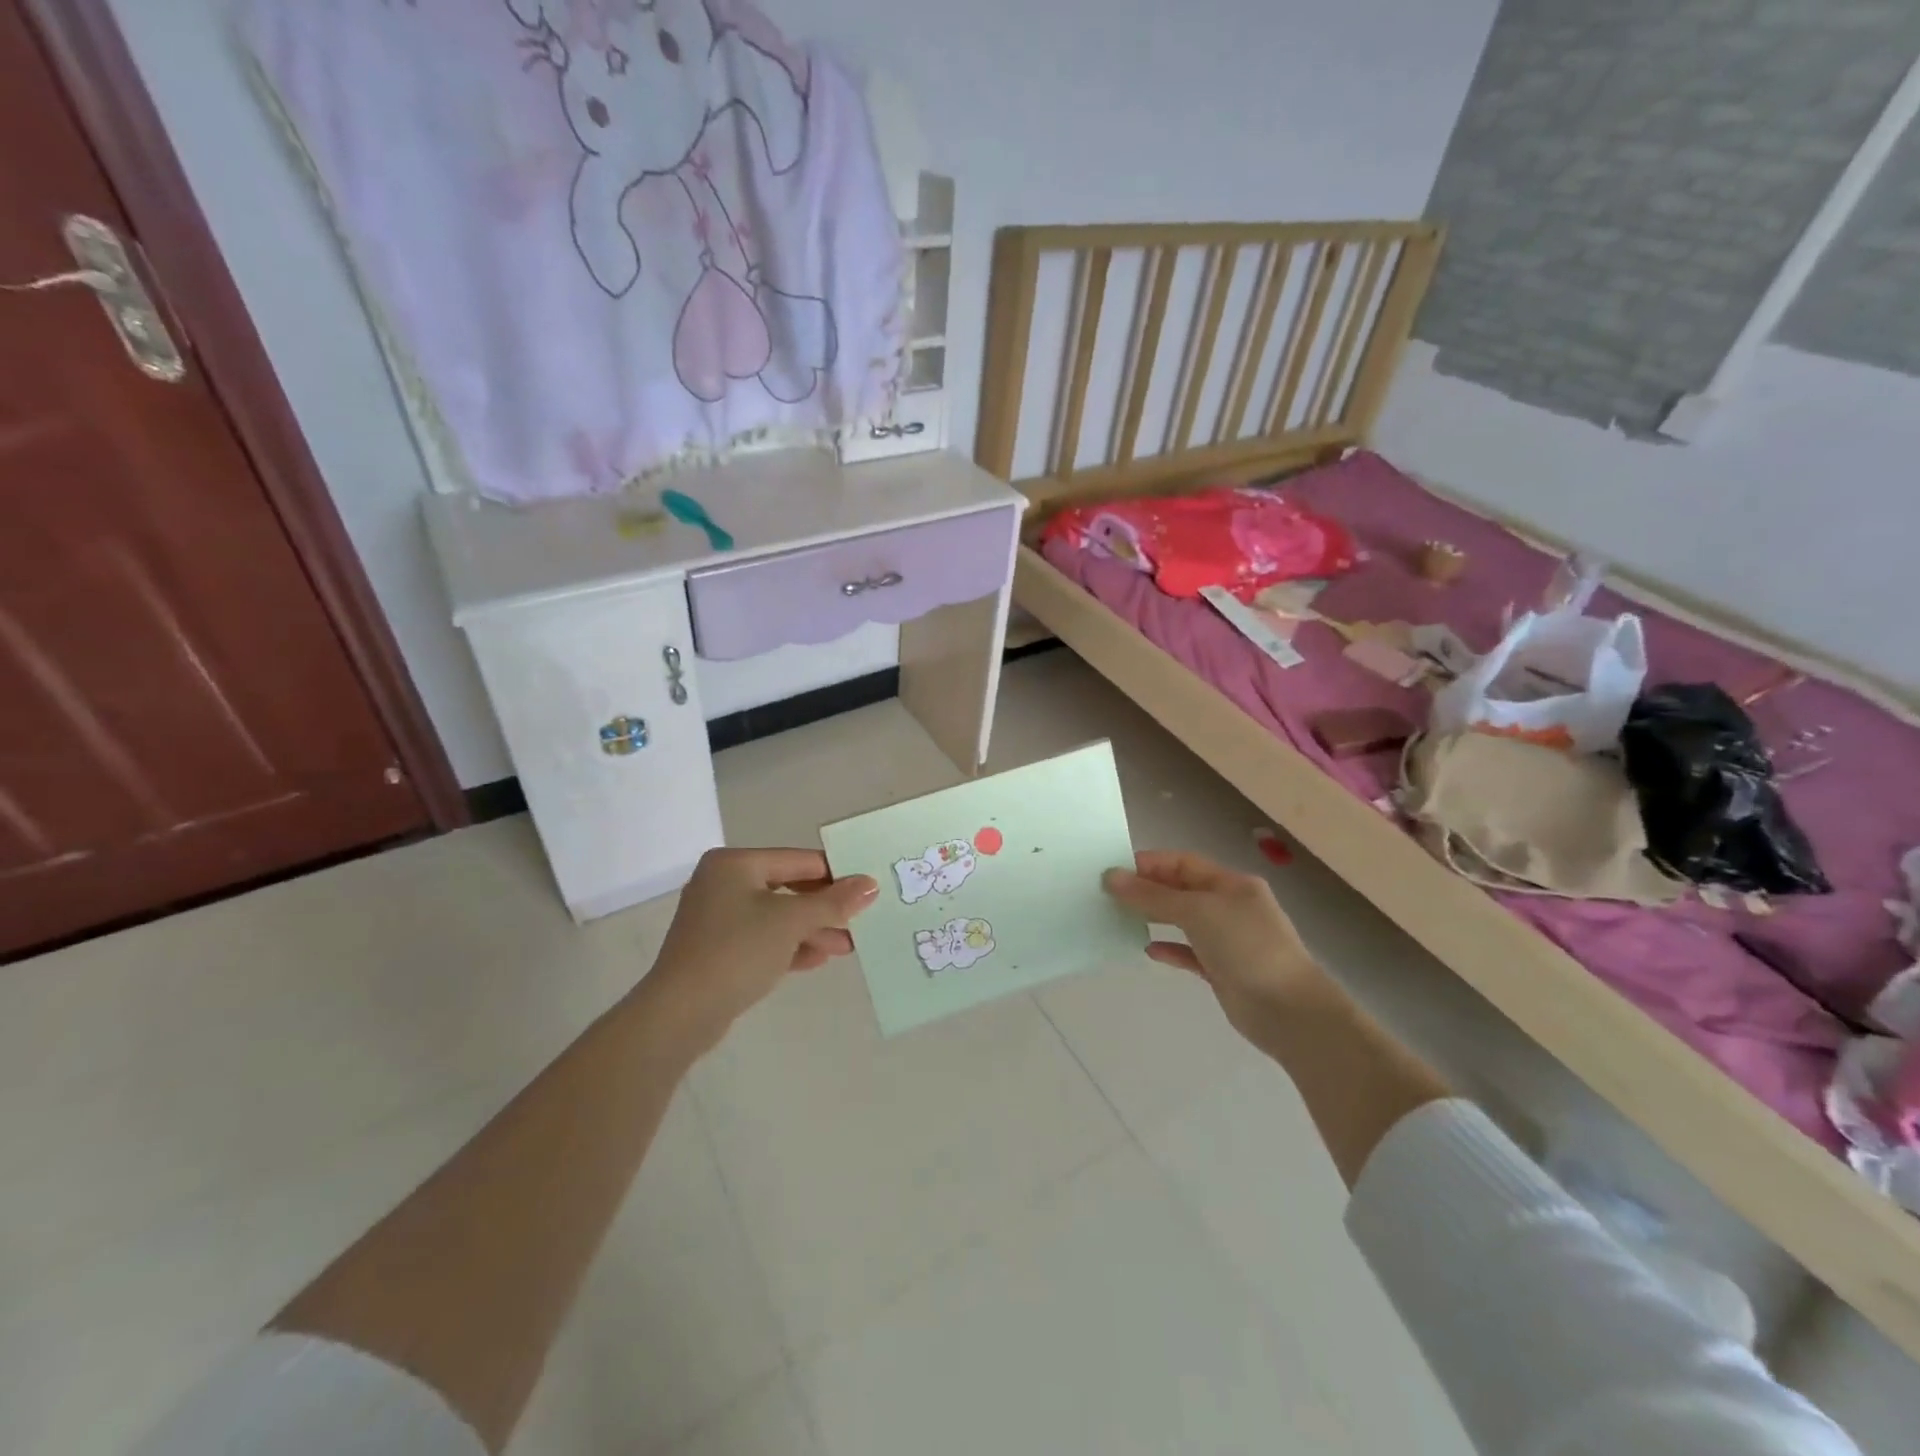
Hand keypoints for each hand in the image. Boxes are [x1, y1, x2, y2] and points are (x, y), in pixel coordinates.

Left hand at [645, 848, 878, 1052]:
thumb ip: (833, 902)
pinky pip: (762, 940)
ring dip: (811, 930)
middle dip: (824, 907)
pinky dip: (790, 946)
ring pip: (776, 917)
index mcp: (735, 864)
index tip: (867, 890)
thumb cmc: (737, 951)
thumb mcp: (791, 921)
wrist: (680, 1014)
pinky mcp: (717, 950)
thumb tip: (870, 884)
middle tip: (860, 921)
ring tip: (847, 946)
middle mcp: (722, 883)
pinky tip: (818, 959)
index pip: (798, 860)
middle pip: (788, 888)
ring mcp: (717, 918)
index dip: (835, 874)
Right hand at [1102, 850, 1325, 1041]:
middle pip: (1181, 890)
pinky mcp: (1222, 970)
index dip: (1149, 863)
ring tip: (1119, 918)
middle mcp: (1230, 907)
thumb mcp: (1197, 912)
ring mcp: (1227, 940)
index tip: (1113, 871)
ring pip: (1183, 921)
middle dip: (1147, 890)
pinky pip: (1188, 952)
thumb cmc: (1246, 947)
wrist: (1289, 1010)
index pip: (1183, 863)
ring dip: (1154, 918)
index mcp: (1231, 884)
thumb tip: (1111, 877)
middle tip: (1109, 895)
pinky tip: (1147, 950)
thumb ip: (1152, 896)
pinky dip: (1169, 949)